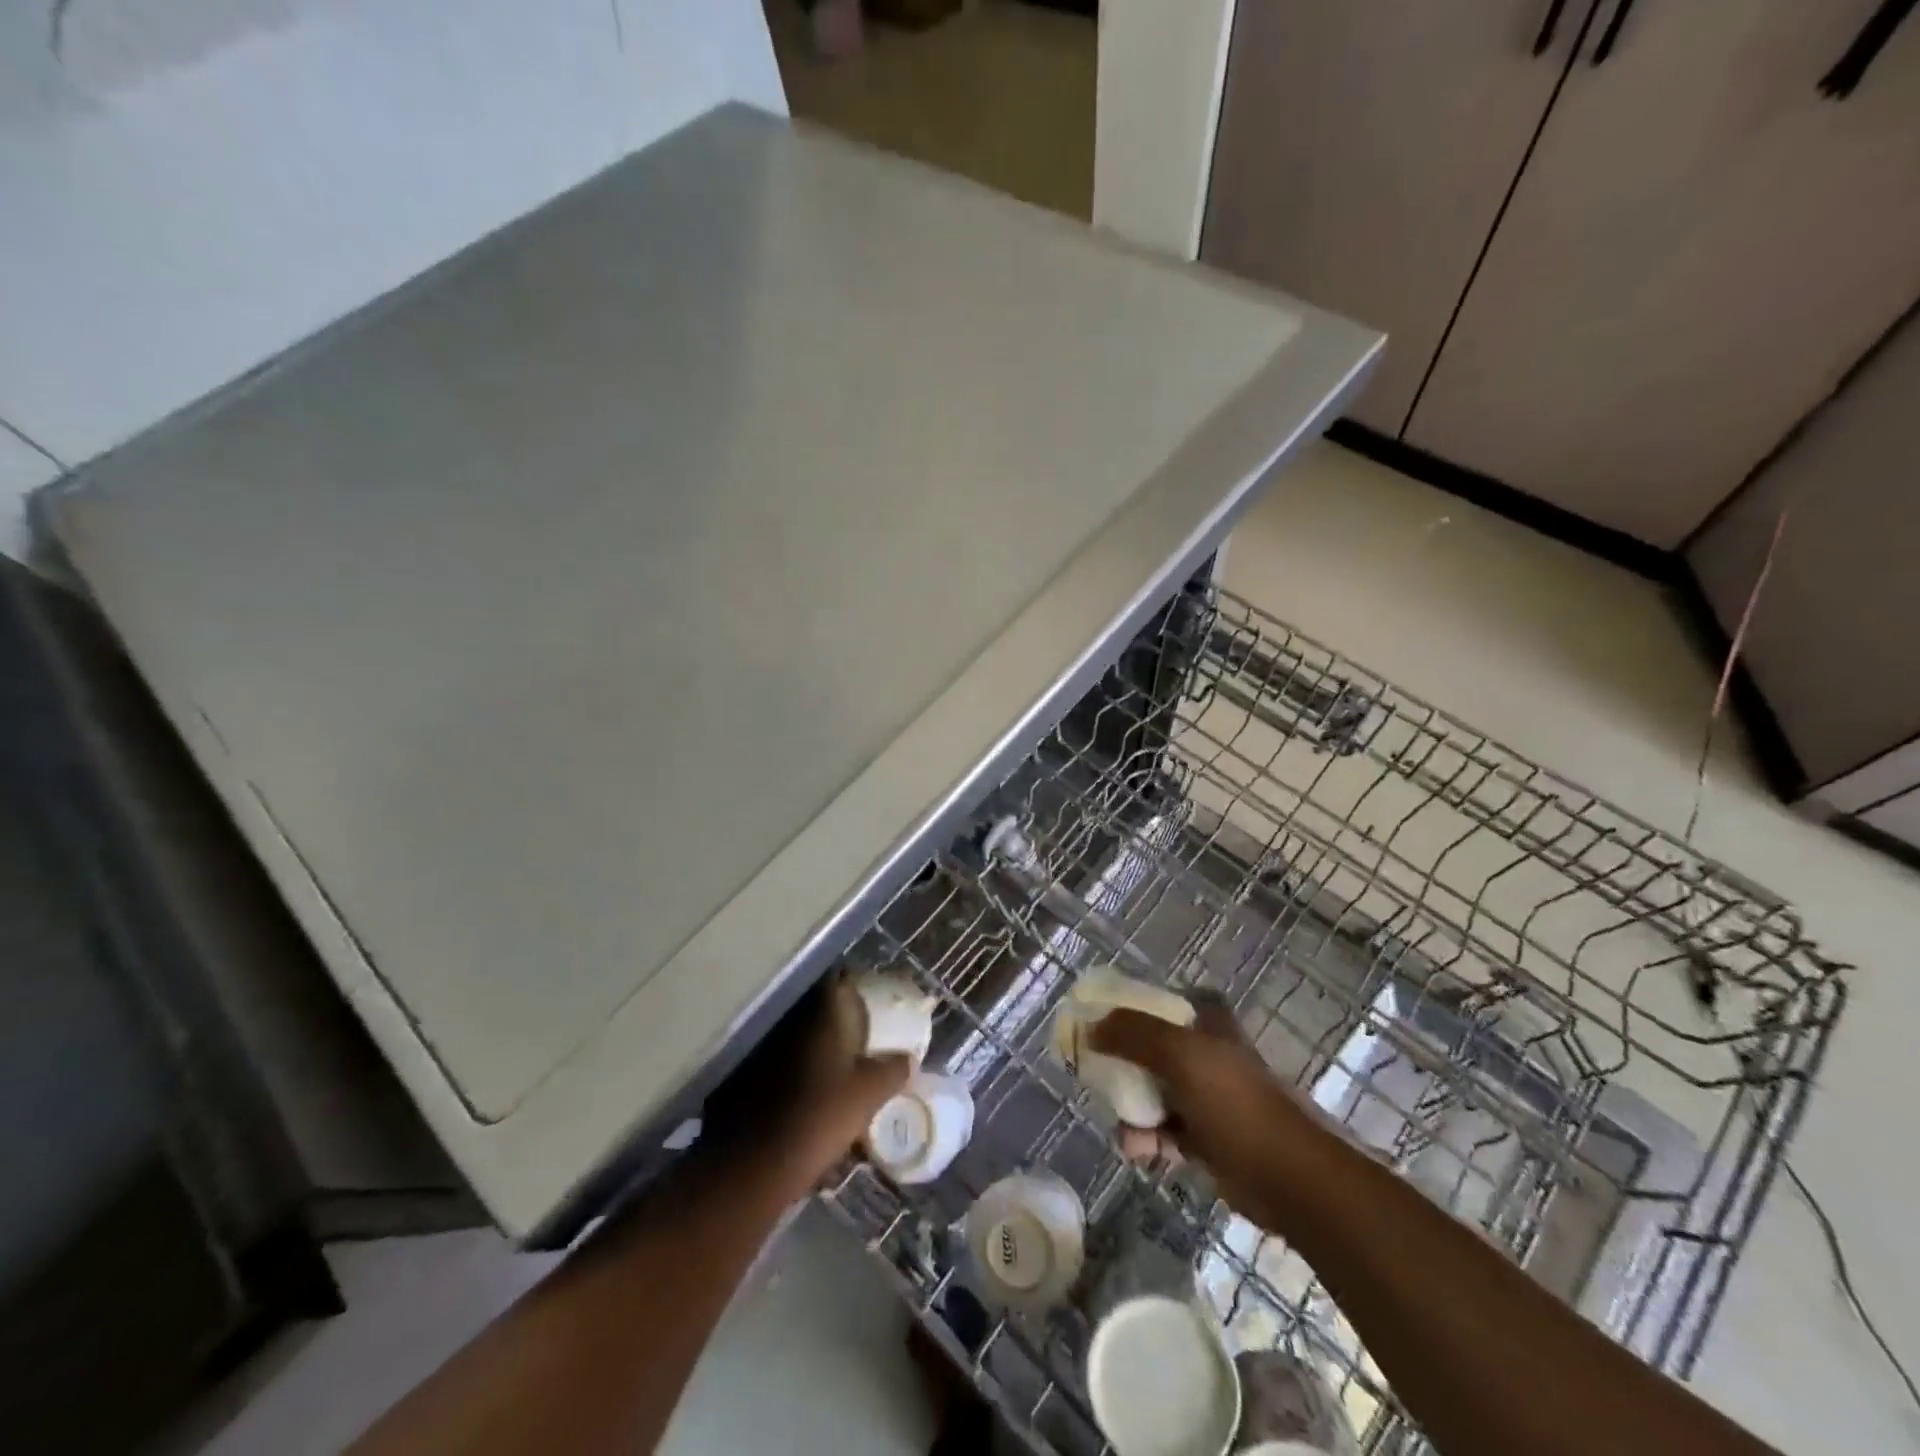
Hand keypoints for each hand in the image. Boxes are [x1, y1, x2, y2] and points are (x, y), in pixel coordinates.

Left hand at [703, 977, 911, 1186]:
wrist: (764, 1160)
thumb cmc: (824, 1112)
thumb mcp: (872, 1092)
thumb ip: (894, 1069)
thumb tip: (908, 1059)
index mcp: (823, 1014)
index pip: (839, 979)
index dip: (856, 983)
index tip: (874, 995)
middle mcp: (794, 1020)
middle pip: (823, 1008)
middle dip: (843, 1018)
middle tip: (866, 1034)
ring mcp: (771, 1047)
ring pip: (806, 1036)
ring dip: (824, 1046)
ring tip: (846, 1067)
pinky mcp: (756, 1075)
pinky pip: (790, 1062)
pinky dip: (807, 1070)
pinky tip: (821, 1091)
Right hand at [1089, 996, 1319, 1217]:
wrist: (1284, 1177)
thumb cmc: (1233, 1102)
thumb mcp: (1178, 1054)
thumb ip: (1131, 1033)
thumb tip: (1089, 1029)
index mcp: (1206, 1023)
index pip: (1160, 1002)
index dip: (1130, 1009)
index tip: (1100, 1024)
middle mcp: (1205, 1054)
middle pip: (1149, 1048)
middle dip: (1121, 1066)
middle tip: (1097, 1079)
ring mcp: (1206, 1097)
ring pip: (1152, 1092)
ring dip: (1131, 1109)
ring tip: (1124, 1131)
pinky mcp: (1205, 1137)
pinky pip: (1162, 1130)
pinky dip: (1146, 1139)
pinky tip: (1137, 1151)